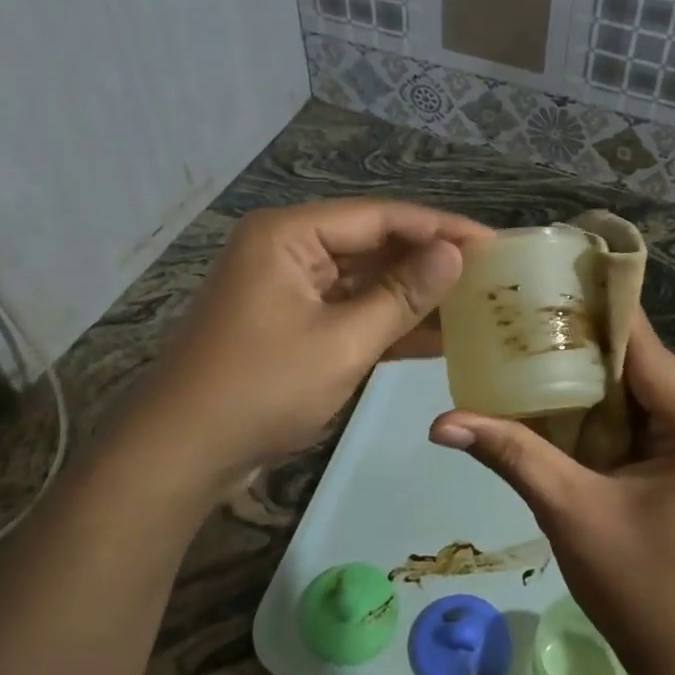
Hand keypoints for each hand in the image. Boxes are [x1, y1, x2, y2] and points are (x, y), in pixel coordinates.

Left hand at [144, 200, 491, 473]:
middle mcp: (288, 249)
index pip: (381, 217)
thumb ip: (402, 296)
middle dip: (429, 261)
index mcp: (290, 234)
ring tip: (475, 301)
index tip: (494, 242)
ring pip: (364, 281)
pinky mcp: (292, 324)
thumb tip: (455, 254)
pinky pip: (349, 311)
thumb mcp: (341, 343)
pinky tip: (438, 335)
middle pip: (373, 244)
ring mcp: (289, 288)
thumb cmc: (260, 389)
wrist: (180, 456)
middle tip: (491, 273)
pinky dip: (387, 323)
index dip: (441, 228)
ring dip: (413, 294)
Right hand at [428, 314, 674, 674]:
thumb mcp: (570, 511)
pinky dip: (601, 408)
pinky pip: (641, 419)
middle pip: (642, 365)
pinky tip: (555, 394)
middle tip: (526, 313)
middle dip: (585, 341)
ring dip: (590, 374)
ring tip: (531, 341)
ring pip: (639, 391)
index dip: (600, 308)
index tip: (552, 275)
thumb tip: (442, 422)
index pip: (646, 347)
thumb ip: (512, 454)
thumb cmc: (640, 588)